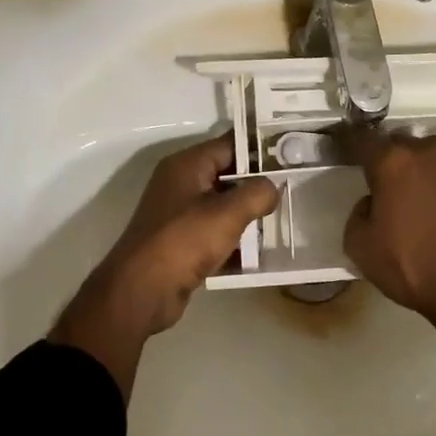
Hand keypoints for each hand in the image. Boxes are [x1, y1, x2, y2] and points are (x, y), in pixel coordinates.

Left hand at [51, 133, 278, 395]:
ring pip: (223, 206)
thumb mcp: (228, 213)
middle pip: (228, 175)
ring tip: (282, 221)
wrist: (142, 291)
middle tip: (293, 190)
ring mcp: (179, 214)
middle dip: (258, 185)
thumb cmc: (184, 241)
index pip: (230, 145)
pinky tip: (260, 252)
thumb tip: (272, 188)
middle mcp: (181, 183)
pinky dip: (234, 240)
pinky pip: (215, 233)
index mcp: (187, 165)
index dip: (260, 149)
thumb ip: (257, 193)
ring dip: (248, 215)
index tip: (291, 157)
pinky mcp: (181, 242)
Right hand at [343, 120, 435, 326]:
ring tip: (423, 176)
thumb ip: (358, 215)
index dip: (349, 141)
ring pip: (434, 144)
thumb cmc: (414, 270)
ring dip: (423, 156)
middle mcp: (424, 151)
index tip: (344, 146)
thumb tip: (372, 202)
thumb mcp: (362, 250)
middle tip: (388, 180)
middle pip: (399, 141)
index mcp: (390, 165)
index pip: (361, 141)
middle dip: (389, 156)